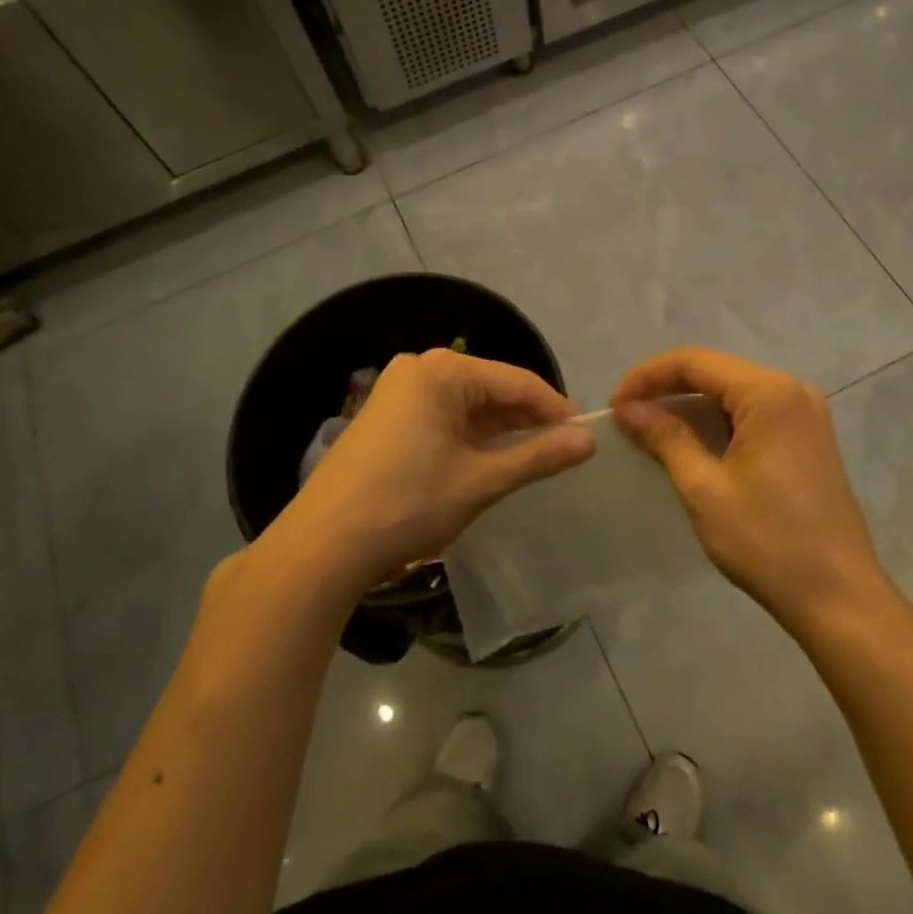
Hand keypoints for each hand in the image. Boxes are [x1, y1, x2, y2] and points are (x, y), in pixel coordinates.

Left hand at [282, 347, 593, 589]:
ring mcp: (396, 392)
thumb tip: (589, 441)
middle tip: (560, 452)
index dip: (555, 409)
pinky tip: (486, 461)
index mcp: (442, 371)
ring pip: (466, 405)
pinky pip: (441, 417)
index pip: (517, 382)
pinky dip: (468, 437)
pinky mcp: (383, 417)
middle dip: (526, 421)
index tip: (584, 436)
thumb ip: (539, 456)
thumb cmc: (409, 503)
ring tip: (530, 460)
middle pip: (490, 389)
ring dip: (498, 431)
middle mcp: (418, 369)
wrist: (323, 545)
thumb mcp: (482, 480)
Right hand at [613, 349, 891, 634]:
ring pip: (733, 391)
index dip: (647, 377)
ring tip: (650, 427)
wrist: (839, 597)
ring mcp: (806, 413)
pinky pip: (753, 412)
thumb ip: (666, 438)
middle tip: (627, 416)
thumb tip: (628, 408)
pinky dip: (717, 420)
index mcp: (769, 393)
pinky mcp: (808, 437)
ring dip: (690, 404)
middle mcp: (792, 390)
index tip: (615, 405)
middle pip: (715, 371)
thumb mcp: (705, 489)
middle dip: (666, 388)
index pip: (694, 363)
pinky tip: (692, 441)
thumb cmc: (768, 542)